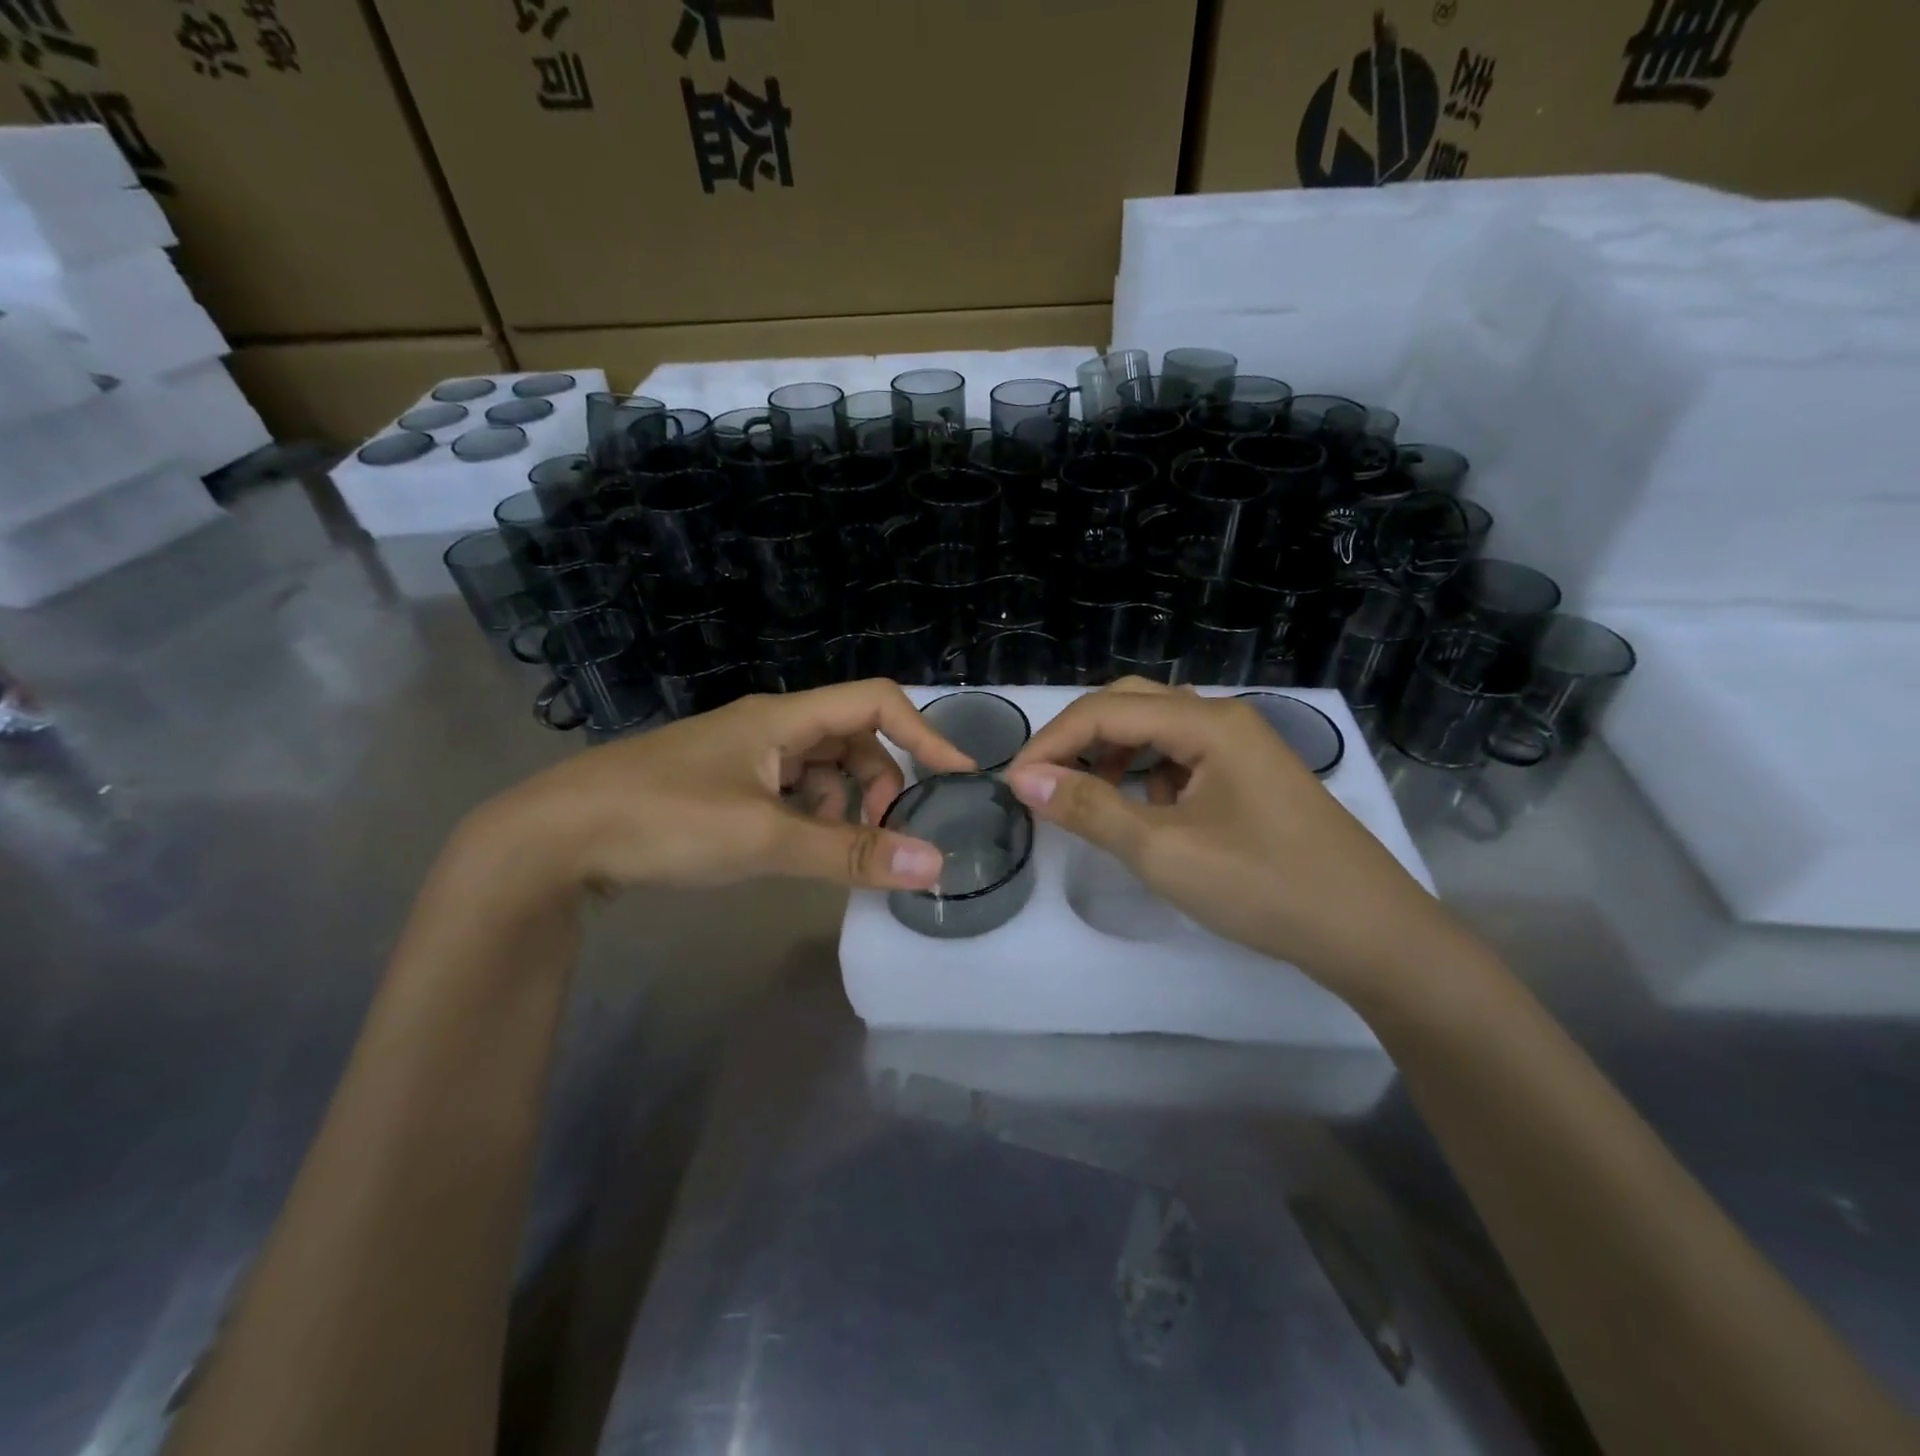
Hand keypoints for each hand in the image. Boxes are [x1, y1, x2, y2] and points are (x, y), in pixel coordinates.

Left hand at [475, 680, 975, 895]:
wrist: (552, 839)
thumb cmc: (662, 820)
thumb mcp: (764, 838)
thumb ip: (849, 852)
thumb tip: (933, 864)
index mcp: (782, 717)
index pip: (876, 703)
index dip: (925, 734)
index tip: (960, 780)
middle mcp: (768, 726)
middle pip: (853, 738)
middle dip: (881, 783)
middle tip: (885, 835)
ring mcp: (743, 756)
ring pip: (821, 769)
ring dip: (842, 805)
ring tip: (832, 849)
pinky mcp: (723, 785)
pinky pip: (790, 791)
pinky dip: (808, 816)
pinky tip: (793, 849)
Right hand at [1004, 680, 1469, 1005]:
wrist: (1370, 932)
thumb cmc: (1265, 887)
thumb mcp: (1164, 851)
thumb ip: (1090, 809)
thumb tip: (1024, 779)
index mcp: (1207, 723)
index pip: (1107, 712)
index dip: (1052, 742)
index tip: (1013, 783)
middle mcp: (1225, 719)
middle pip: (1132, 705)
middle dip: (1080, 737)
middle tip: (1043, 780)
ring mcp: (1242, 747)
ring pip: (1157, 729)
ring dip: (1113, 753)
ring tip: (1088, 795)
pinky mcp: (1250, 776)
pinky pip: (1182, 757)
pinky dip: (1147, 774)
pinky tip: (1145, 811)